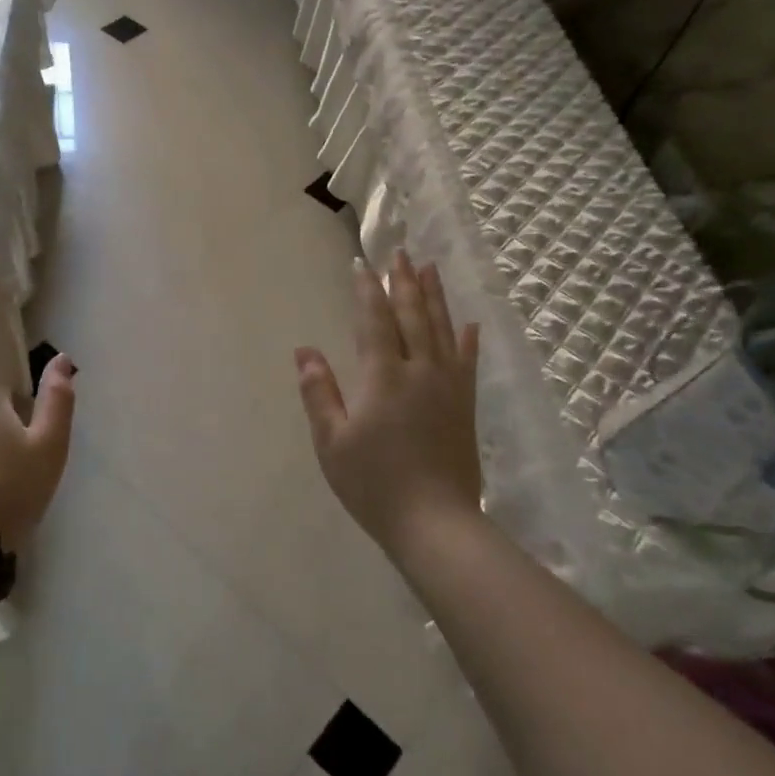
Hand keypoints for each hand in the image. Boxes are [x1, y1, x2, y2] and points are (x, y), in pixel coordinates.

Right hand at [295, 250, 481, 553]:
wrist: (435, 523)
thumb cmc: (374, 483)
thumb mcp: (332, 440)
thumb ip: (319, 392)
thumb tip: (304, 350)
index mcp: (383, 376)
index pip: (373, 320)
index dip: (366, 289)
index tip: (361, 263)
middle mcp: (419, 371)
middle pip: (412, 315)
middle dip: (403, 281)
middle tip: (400, 252)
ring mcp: (448, 387)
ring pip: (441, 329)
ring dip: (434, 296)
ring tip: (430, 268)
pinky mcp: (465, 406)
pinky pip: (467, 362)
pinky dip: (468, 339)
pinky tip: (470, 323)